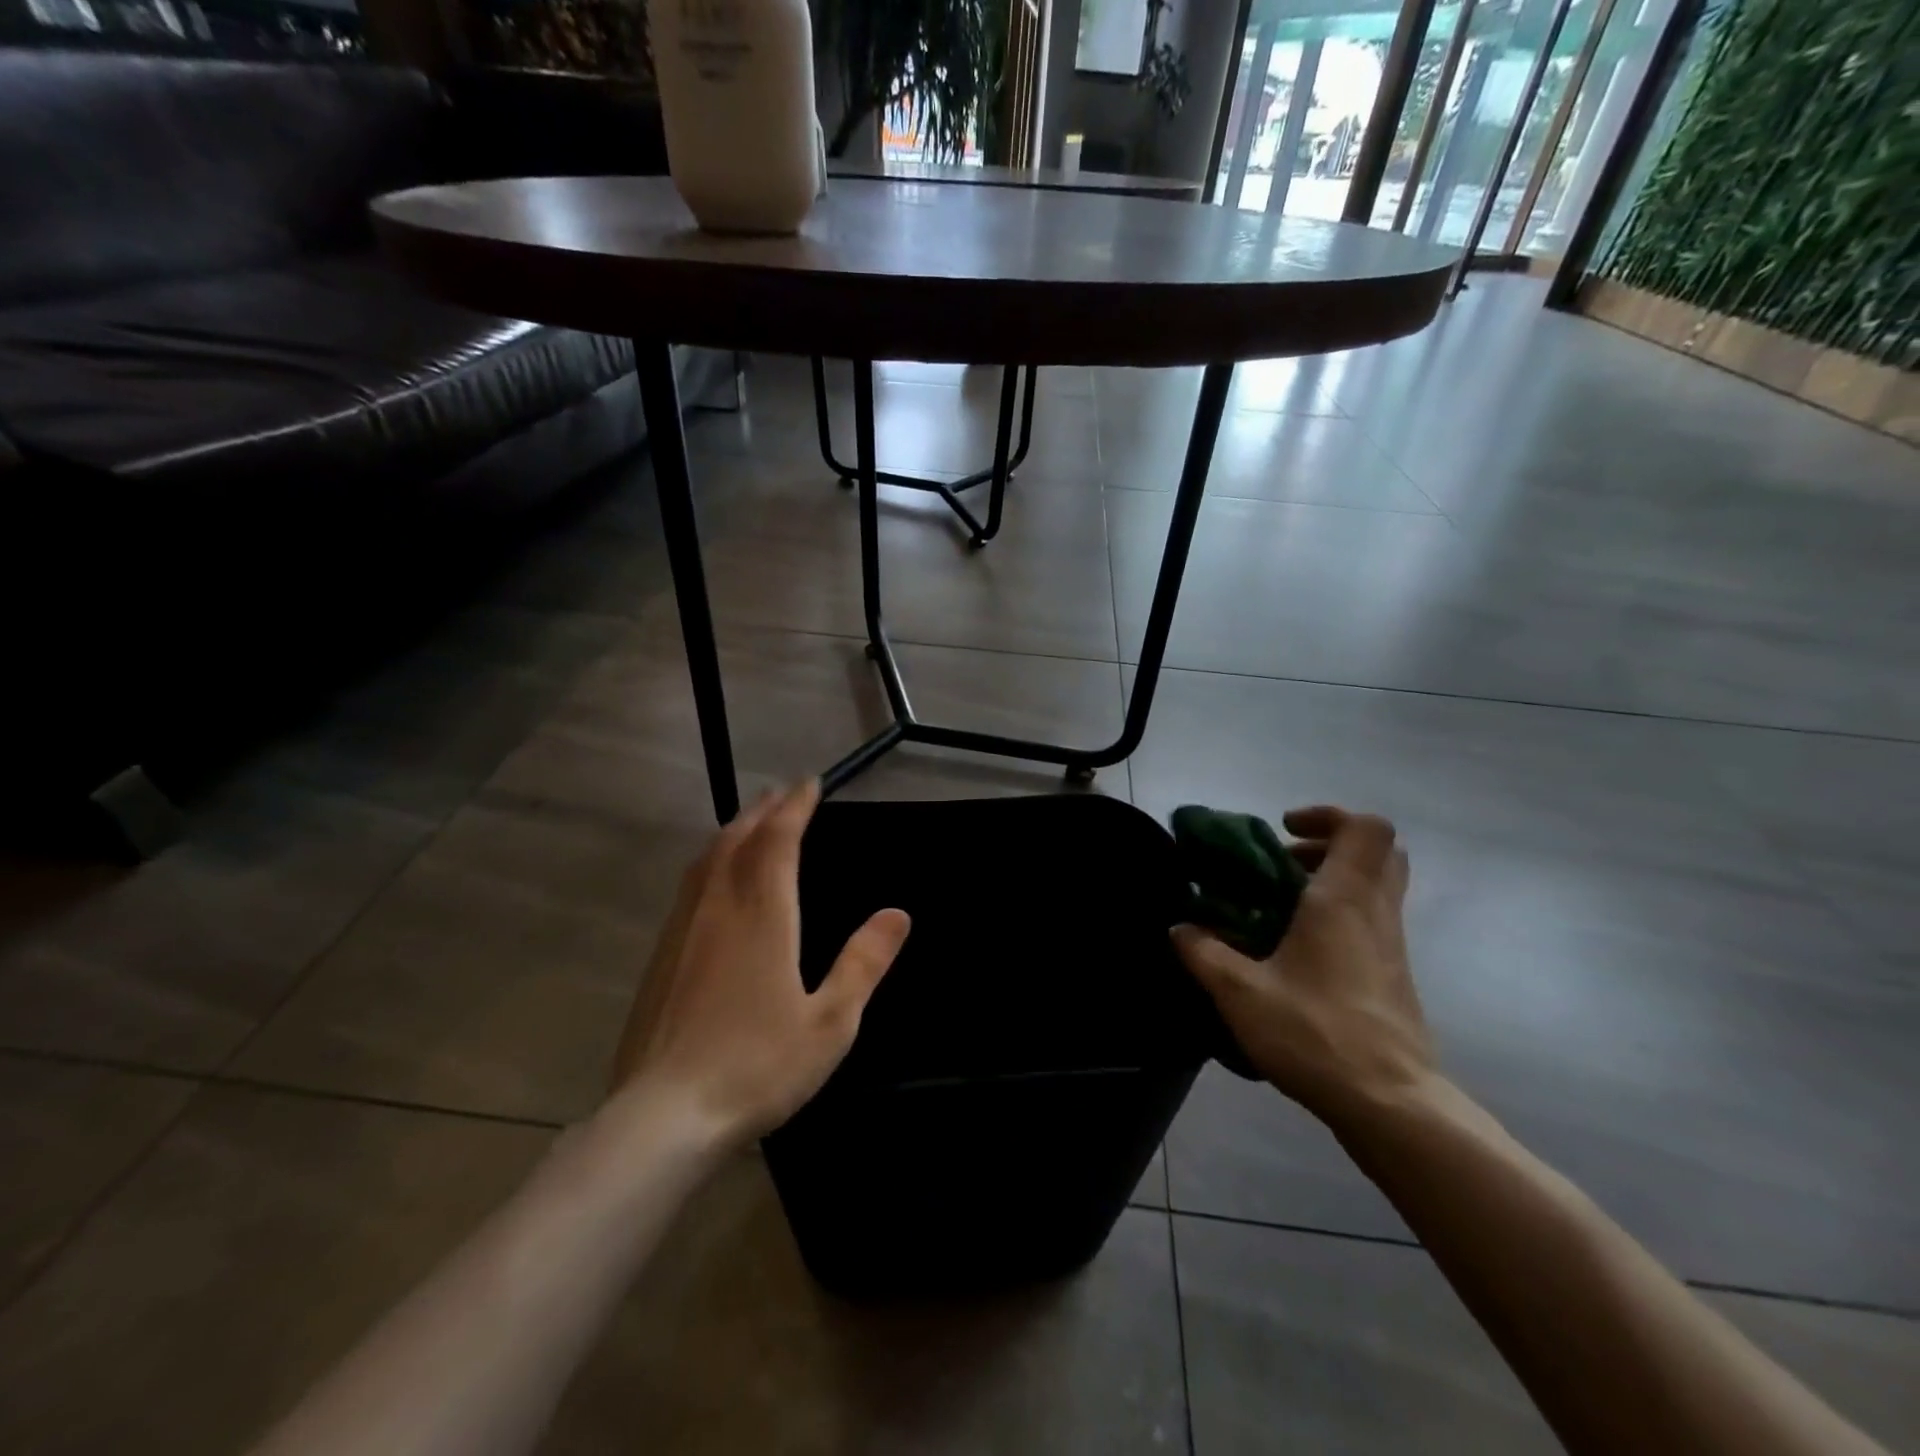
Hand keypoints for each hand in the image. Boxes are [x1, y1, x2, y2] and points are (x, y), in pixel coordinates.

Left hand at [611, 780, 910, 1141]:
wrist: (664, 1117)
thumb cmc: (757, 1066)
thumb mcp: (831, 1021)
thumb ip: (864, 962)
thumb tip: (897, 913)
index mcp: (762, 916)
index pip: (778, 841)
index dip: (795, 808)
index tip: (809, 784)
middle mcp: (719, 909)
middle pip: (737, 840)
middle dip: (762, 811)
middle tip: (782, 794)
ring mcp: (683, 932)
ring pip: (706, 861)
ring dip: (732, 832)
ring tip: (749, 822)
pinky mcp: (660, 958)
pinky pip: (689, 888)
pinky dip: (710, 864)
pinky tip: (712, 882)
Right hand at [1171, 806, 1433, 1128]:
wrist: (1391, 1104)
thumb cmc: (1316, 1033)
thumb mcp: (1240, 992)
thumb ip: (1204, 953)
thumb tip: (1180, 929)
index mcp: (1343, 901)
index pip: (1366, 828)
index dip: (1326, 815)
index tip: (1283, 831)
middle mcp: (1375, 913)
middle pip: (1379, 851)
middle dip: (1330, 844)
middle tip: (1285, 862)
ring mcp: (1392, 946)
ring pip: (1378, 886)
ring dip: (1334, 880)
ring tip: (1283, 905)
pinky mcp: (1394, 976)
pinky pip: (1373, 920)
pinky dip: (1341, 915)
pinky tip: (1298, 950)